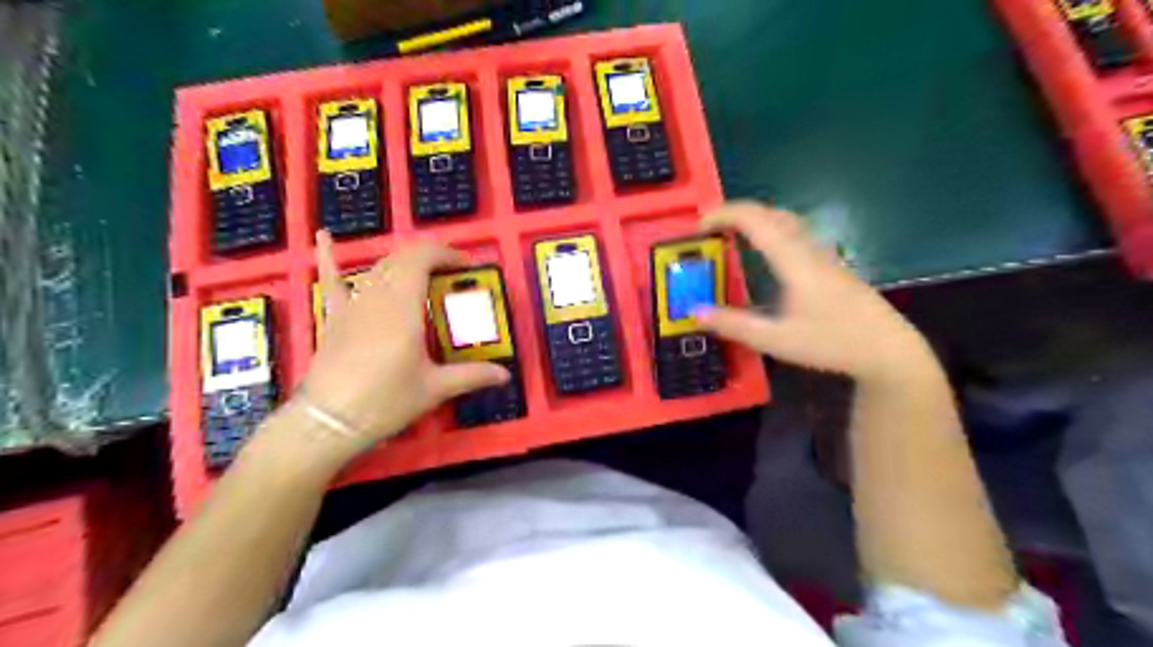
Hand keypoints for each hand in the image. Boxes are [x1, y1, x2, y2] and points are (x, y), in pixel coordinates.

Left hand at [296, 233, 507, 450]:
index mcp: (403, 307)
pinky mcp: (335, 317)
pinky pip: (331, 279)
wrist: (327, 422)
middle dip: (431, 258)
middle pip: (403, 258)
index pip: (423, 258)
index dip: (447, 254)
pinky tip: (325, 236)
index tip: (467, 267)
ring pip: (379, 267)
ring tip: (423, 272)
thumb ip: (471, 376)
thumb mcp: (434, 389)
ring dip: (404, 263)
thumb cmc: (385, 402)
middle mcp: (376, 296)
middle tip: (453, 276)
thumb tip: (505, 375)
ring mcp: (352, 304)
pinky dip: (328, 256)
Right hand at [698, 202, 929, 382]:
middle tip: (711, 228)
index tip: (699, 226)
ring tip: (733, 235)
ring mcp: (823, 255)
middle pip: (771, 213)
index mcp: (794, 260)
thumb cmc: (832, 343)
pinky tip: (766, 253)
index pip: (755, 220)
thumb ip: (734, 325)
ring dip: (756, 219)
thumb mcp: (776, 340)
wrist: (888, 350)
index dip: (724, 215)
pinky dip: (771, 230)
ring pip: (786, 221)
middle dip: (737, 212)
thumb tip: (695, 311)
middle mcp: (808, 249)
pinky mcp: (830, 265)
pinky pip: (795, 234)